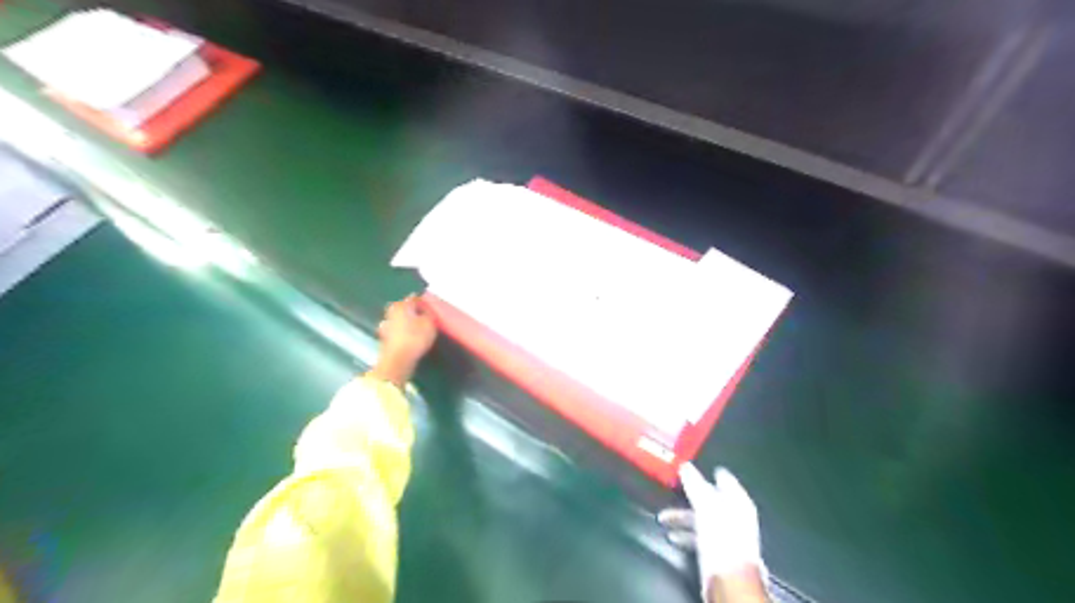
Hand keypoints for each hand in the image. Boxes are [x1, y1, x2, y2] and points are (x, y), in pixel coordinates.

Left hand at [368, 296, 439, 385]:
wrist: (397, 360)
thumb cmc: (415, 338)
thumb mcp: (430, 324)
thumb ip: (428, 314)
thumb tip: (425, 310)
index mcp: (401, 305)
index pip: (414, 298)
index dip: (423, 302)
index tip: (430, 307)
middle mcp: (391, 312)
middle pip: (404, 308)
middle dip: (413, 311)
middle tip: (424, 316)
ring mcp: (386, 325)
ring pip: (399, 319)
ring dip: (406, 321)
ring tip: (417, 327)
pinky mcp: (384, 337)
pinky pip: (397, 330)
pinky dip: (402, 331)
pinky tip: (409, 337)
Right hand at [656, 463, 763, 600]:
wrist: (728, 578)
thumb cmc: (720, 535)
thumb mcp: (705, 505)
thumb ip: (695, 484)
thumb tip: (684, 465)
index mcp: (737, 501)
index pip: (723, 479)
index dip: (707, 471)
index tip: (688, 466)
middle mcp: (734, 516)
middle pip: (710, 499)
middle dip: (688, 496)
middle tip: (670, 490)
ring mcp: (726, 534)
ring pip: (701, 518)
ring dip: (681, 517)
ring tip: (663, 518)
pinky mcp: (716, 551)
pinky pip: (699, 536)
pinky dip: (685, 534)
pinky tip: (672, 536)